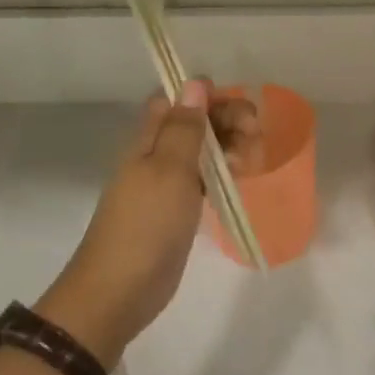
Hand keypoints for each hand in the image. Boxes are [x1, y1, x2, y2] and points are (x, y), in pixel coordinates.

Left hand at [36, 81, 260, 360]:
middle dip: (224, 120)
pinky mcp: (174, 213)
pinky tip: (240, 179)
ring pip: (198, 152)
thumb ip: (184, 128)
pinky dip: (221, 173)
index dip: (204, 95)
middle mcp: (153, 157)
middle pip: (190, 123)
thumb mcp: (168, 170)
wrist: (119, 290)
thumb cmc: (146, 225)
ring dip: (226, 145)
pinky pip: (201, 180)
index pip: (173, 100)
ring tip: (253, 157)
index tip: (237, 105)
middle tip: (255, 135)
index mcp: (146, 141)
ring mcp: (163, 186)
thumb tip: (195, 83)